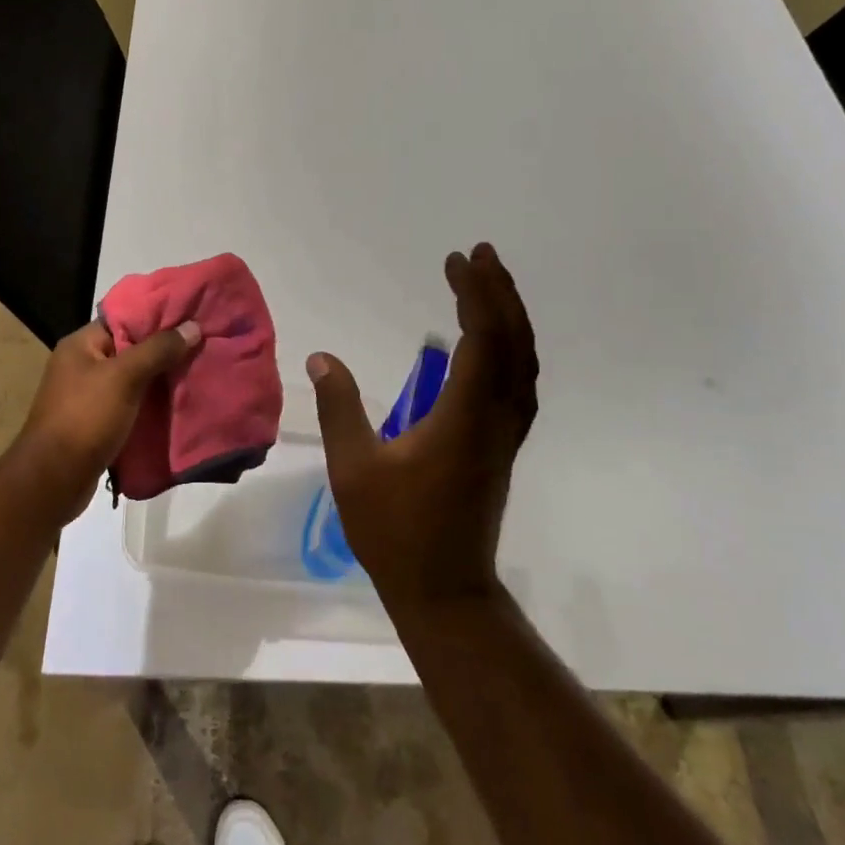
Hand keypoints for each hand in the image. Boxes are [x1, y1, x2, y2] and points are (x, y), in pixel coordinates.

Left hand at [10, 318, 201, 523]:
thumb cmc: (85, 418)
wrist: (53, 480)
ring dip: (160, 378)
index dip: (157, 315)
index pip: (123, 318)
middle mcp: (82, 365)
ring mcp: (88, 396)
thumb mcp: (124, 377)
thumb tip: (193, 326)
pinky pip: (130, 404)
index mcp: (81, 345)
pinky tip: (179, 402)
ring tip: (198, 370)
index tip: (191, 314)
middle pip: (131, 348)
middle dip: (164, 349)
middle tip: (202, 343)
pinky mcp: (97, 423)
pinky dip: (151, 404)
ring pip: (133, 378)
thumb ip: (158, 350)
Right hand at [307, 243, 538, 608]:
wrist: (446, 590)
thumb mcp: (355, 469)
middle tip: (480, 254)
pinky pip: (518, 380)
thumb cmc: (396, 532)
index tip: (455, 262)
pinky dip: (511, 346)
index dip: (474, 294)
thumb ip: (340, 408)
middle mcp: (496, 418)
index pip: (483, 339)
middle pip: (513, 342)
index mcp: (465, 417)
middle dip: (499, 292)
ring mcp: (505, 433)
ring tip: (489, 283)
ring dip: (510, 316)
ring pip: (523, 361)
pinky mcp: (502, 445)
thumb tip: (321, 357)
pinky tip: (493, 340)